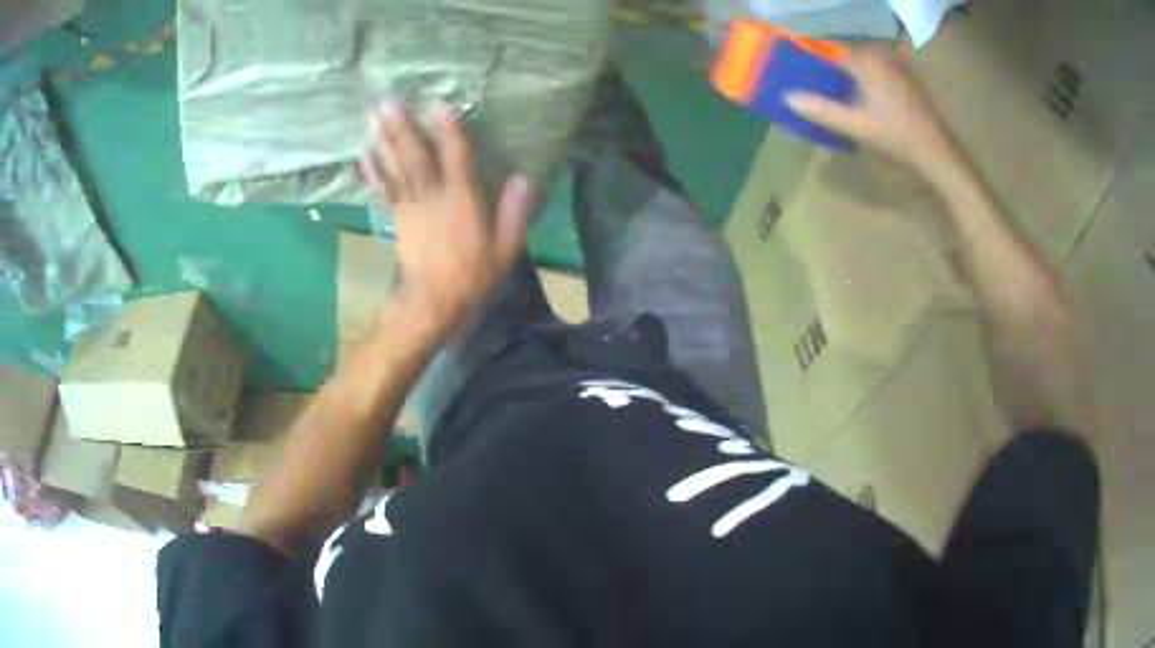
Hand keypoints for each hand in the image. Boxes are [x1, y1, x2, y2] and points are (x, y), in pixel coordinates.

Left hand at [360, 101, 534, 334]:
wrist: (433, 306)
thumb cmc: (473, 278)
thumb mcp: (505, 251)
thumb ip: (514, 214)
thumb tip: (524, 178)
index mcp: (463, 203)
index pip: (457, 159)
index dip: (448, 131)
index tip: (438, 104)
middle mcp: (433, 199)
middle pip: (415, 158)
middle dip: (401, 129)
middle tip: (385, 102)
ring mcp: (410, 208)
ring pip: (395, 169)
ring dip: (383, 141)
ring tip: (371, 116)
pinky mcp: (397, 219)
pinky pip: (383, 189)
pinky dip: (373, 170)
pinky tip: (364, 151)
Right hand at [786, 45, 958, 170]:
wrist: (937, 150)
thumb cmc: (896, 135)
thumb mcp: (856, 125)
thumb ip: (822, 110)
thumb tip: (787, 97)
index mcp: (865, 60)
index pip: (828, 56)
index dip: (813, 69)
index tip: (801, 84)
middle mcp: (879, 55)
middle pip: (844, 61)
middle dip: (831, 76)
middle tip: (818, 97)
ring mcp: (895, 65)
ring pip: (861, 68)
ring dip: (848, 82)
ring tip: (837, 102)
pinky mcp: (905, 78)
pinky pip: (876, 74)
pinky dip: (865, 84)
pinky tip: (863, 104)